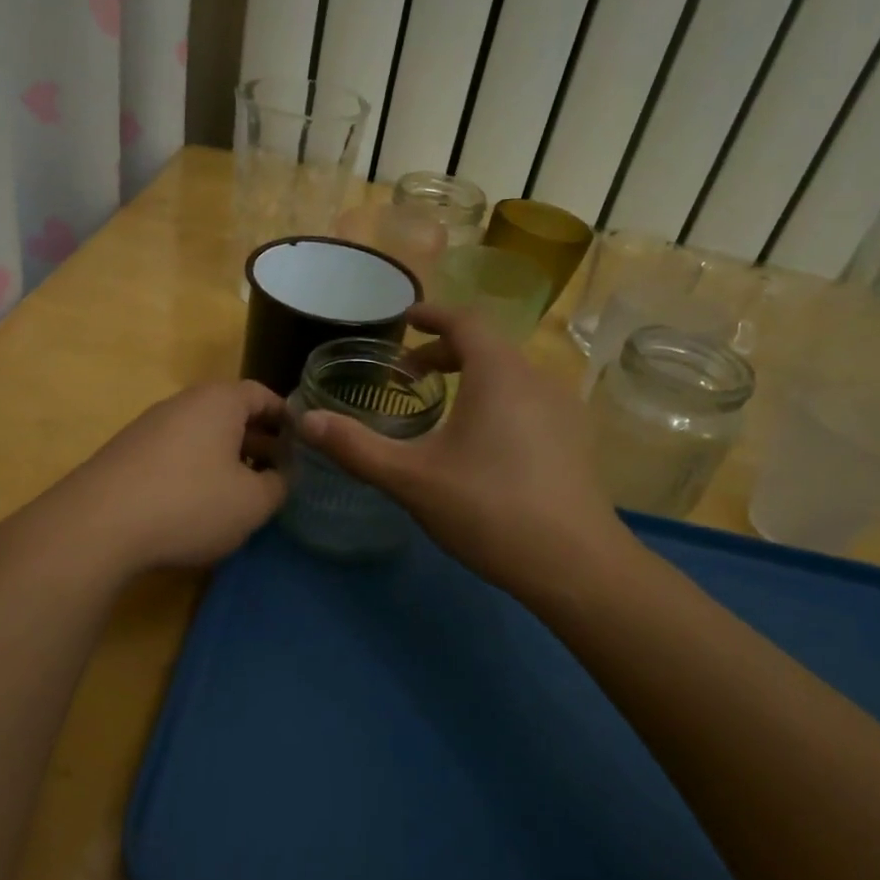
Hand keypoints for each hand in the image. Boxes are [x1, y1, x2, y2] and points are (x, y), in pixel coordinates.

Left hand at [53, 380, 287, 573]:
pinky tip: (199, 504)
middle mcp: (182, 403)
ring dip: (227, 458)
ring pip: (202, 435)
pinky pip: (176, 453)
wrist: (98, 525)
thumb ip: (279, 485)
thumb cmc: (190, 503)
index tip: (304, 444)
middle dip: (259, 441)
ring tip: (243, 492)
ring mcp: (149, 427)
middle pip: (231, 414)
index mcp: (219, 401)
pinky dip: (196, 470)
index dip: (288, 418)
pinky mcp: (127, 454)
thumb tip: (279, 477)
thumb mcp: (253, 502)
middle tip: (279, 472)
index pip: (263, 395)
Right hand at [296, 303, 639, 603]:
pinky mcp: (575, 441)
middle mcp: (537, 379)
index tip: (406, 320)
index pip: (465, 321)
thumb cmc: (488, 509)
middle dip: (446, 352)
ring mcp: (563, 411)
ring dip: (473, 378)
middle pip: (488, 347)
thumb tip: (304, 420)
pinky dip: (497, 402)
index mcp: (498, 373)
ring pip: (511, 376)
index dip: (432, 315)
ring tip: (441, 409)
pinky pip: (528, 402)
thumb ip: (356, 447)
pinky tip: (481, 445)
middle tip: (408, 375)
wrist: (574, 564)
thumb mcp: (411, 479)